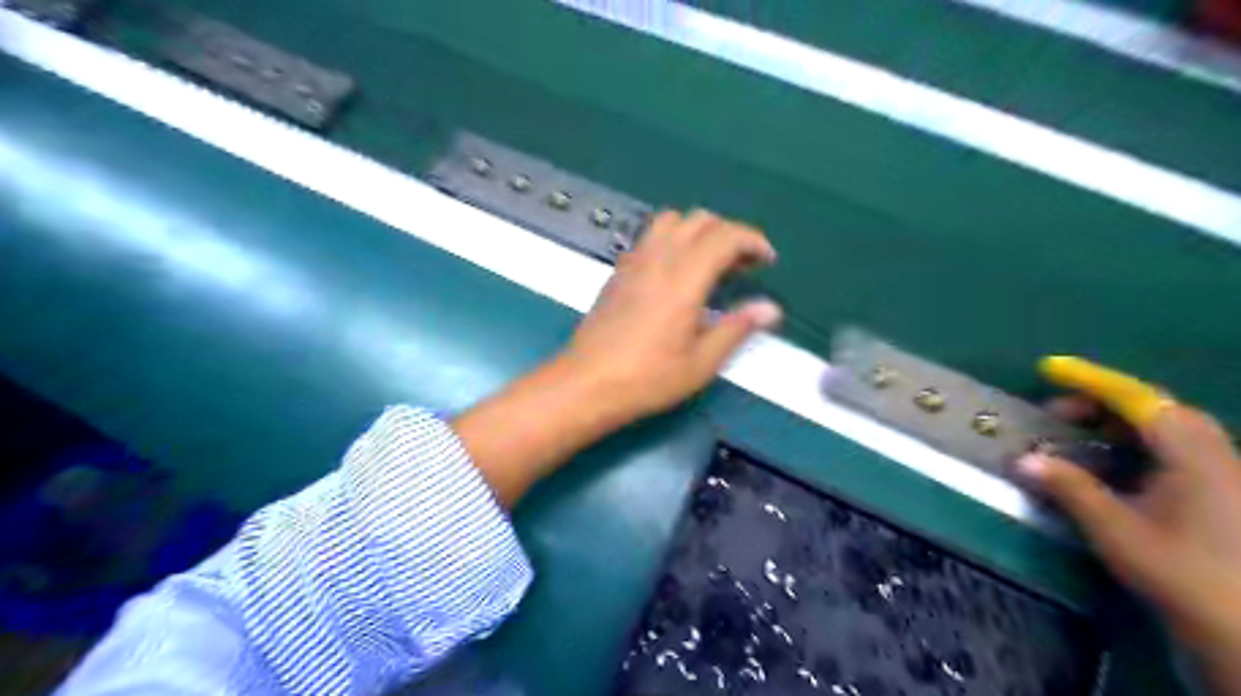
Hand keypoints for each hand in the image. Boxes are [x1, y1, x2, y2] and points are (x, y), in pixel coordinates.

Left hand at [562, 208, 773, 418]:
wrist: (587, 383)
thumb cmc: (647, 378)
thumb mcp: (701, 363)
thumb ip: (737, 328)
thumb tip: (770, 308)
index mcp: (684, 279)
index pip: (725, 235)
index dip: (753, 241)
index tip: (767, 261)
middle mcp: (658, 259)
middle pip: (700, 220)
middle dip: (729, 234)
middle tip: (743, 266)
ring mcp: (634, 262)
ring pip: (671, 221)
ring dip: (698, 231)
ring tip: (710, 263)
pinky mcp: (618, 271)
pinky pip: (650, 237)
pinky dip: (673, 240)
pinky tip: (676, 273)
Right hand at [1017, 362, 1240, 693]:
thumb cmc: (1184, 574)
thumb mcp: (1116, 529)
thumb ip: (1070, 488)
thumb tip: (1023, 459)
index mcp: (1192, 455)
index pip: (1138, 399)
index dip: (1092, 380)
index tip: (1050, 368)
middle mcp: (1215, 455)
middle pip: (1156, 410)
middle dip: (1104, 404)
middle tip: (1060, 416)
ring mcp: (1225, 475)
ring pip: (1168, 431)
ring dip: (1120, 426)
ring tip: (1079, 438)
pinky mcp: (1226, 495)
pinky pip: (1177, 452)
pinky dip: (1138, 447)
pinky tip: (1114, 468)